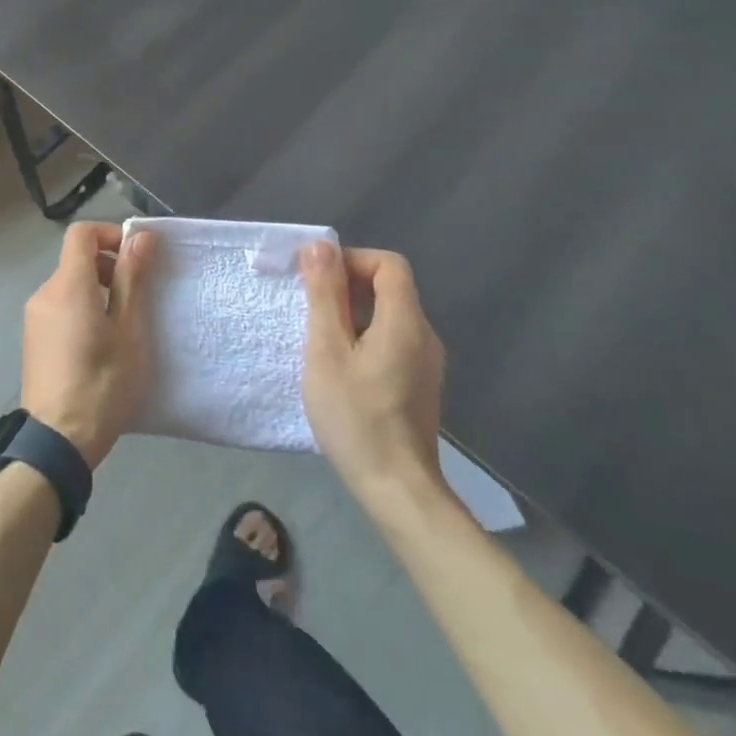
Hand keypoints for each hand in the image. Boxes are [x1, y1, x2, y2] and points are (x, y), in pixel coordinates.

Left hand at [20, 223, 159, 468]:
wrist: (57, 440)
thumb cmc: (102, 383)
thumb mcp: (128, 330)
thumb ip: (132, 279)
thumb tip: (140, 236)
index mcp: (68, 285)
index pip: (81, 234)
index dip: (110, 234)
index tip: (137, 258)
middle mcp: (44, 293)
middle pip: (76, 259)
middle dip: (109, 266)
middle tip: (138, 296)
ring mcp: (34, 317)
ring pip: (69, 284)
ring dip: (97, 290)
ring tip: (122, 325)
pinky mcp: (33, 339)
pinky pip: (60, 307)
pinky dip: (82, 309)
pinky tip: (100, 344)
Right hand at [299, 242, 447, 500]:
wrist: (397, 489)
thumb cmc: (356, 416)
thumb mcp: (327, 351)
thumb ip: (324, 295)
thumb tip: (321, 246)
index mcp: (405, 321)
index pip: (388, 264)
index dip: (351, 260)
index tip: (317, 280)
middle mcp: (424, 335)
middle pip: (389, 288)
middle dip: (346, 287)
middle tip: (310, 311)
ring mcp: (426, 362)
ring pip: (389, 316)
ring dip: (352, 315)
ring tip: (320, 341)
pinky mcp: (419, 384)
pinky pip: (392, 341)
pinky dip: (364, 338)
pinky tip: (341, 368)